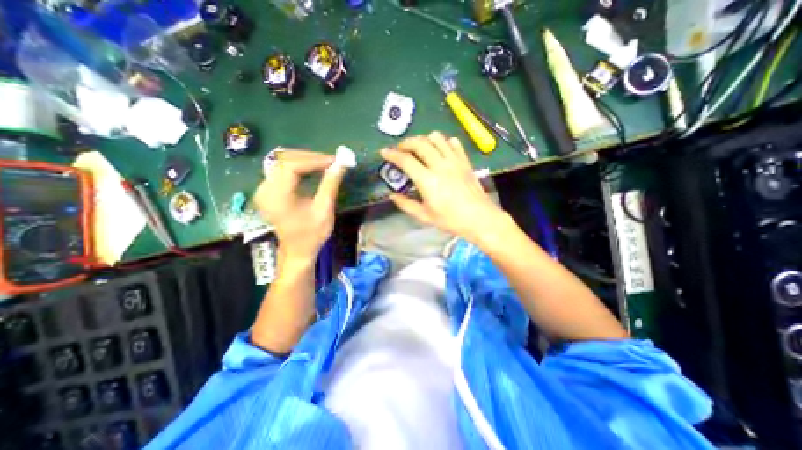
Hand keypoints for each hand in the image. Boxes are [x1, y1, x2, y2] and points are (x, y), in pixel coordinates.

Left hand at [256, 150, 346, 263]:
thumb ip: (330, 185)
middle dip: (310, 157)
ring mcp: (263, 189)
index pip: (292, 167)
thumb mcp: (324, 210)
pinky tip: (313, 170)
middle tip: (332, 161)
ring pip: (283, 162)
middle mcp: (265, 189)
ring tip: (325, 164)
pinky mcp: (267, 190)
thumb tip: (341, 164)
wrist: (297, 250)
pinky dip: (299, 166)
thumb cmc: (312, 234)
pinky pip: (282, 170)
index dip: (314, 160)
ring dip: (305, 160)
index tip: (334, 160)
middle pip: (285, 160)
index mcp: (277, 197)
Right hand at [380, 132, 505, 242]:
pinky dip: (444, 142)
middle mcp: (440, 165)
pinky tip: (440, 150)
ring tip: (420, 147)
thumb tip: (392, 195)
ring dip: (424, 139)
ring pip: (437, 138)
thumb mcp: (425, 216)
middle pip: (420, 143)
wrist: (479, 218)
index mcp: (427, 180)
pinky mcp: (465, 161)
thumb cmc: (450, 220)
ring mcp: (454, 161)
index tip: (384, 152)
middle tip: (401, 149)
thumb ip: (406, 204)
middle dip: (406, 142)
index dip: (392, 154)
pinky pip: (453, 143)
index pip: (405, 160)